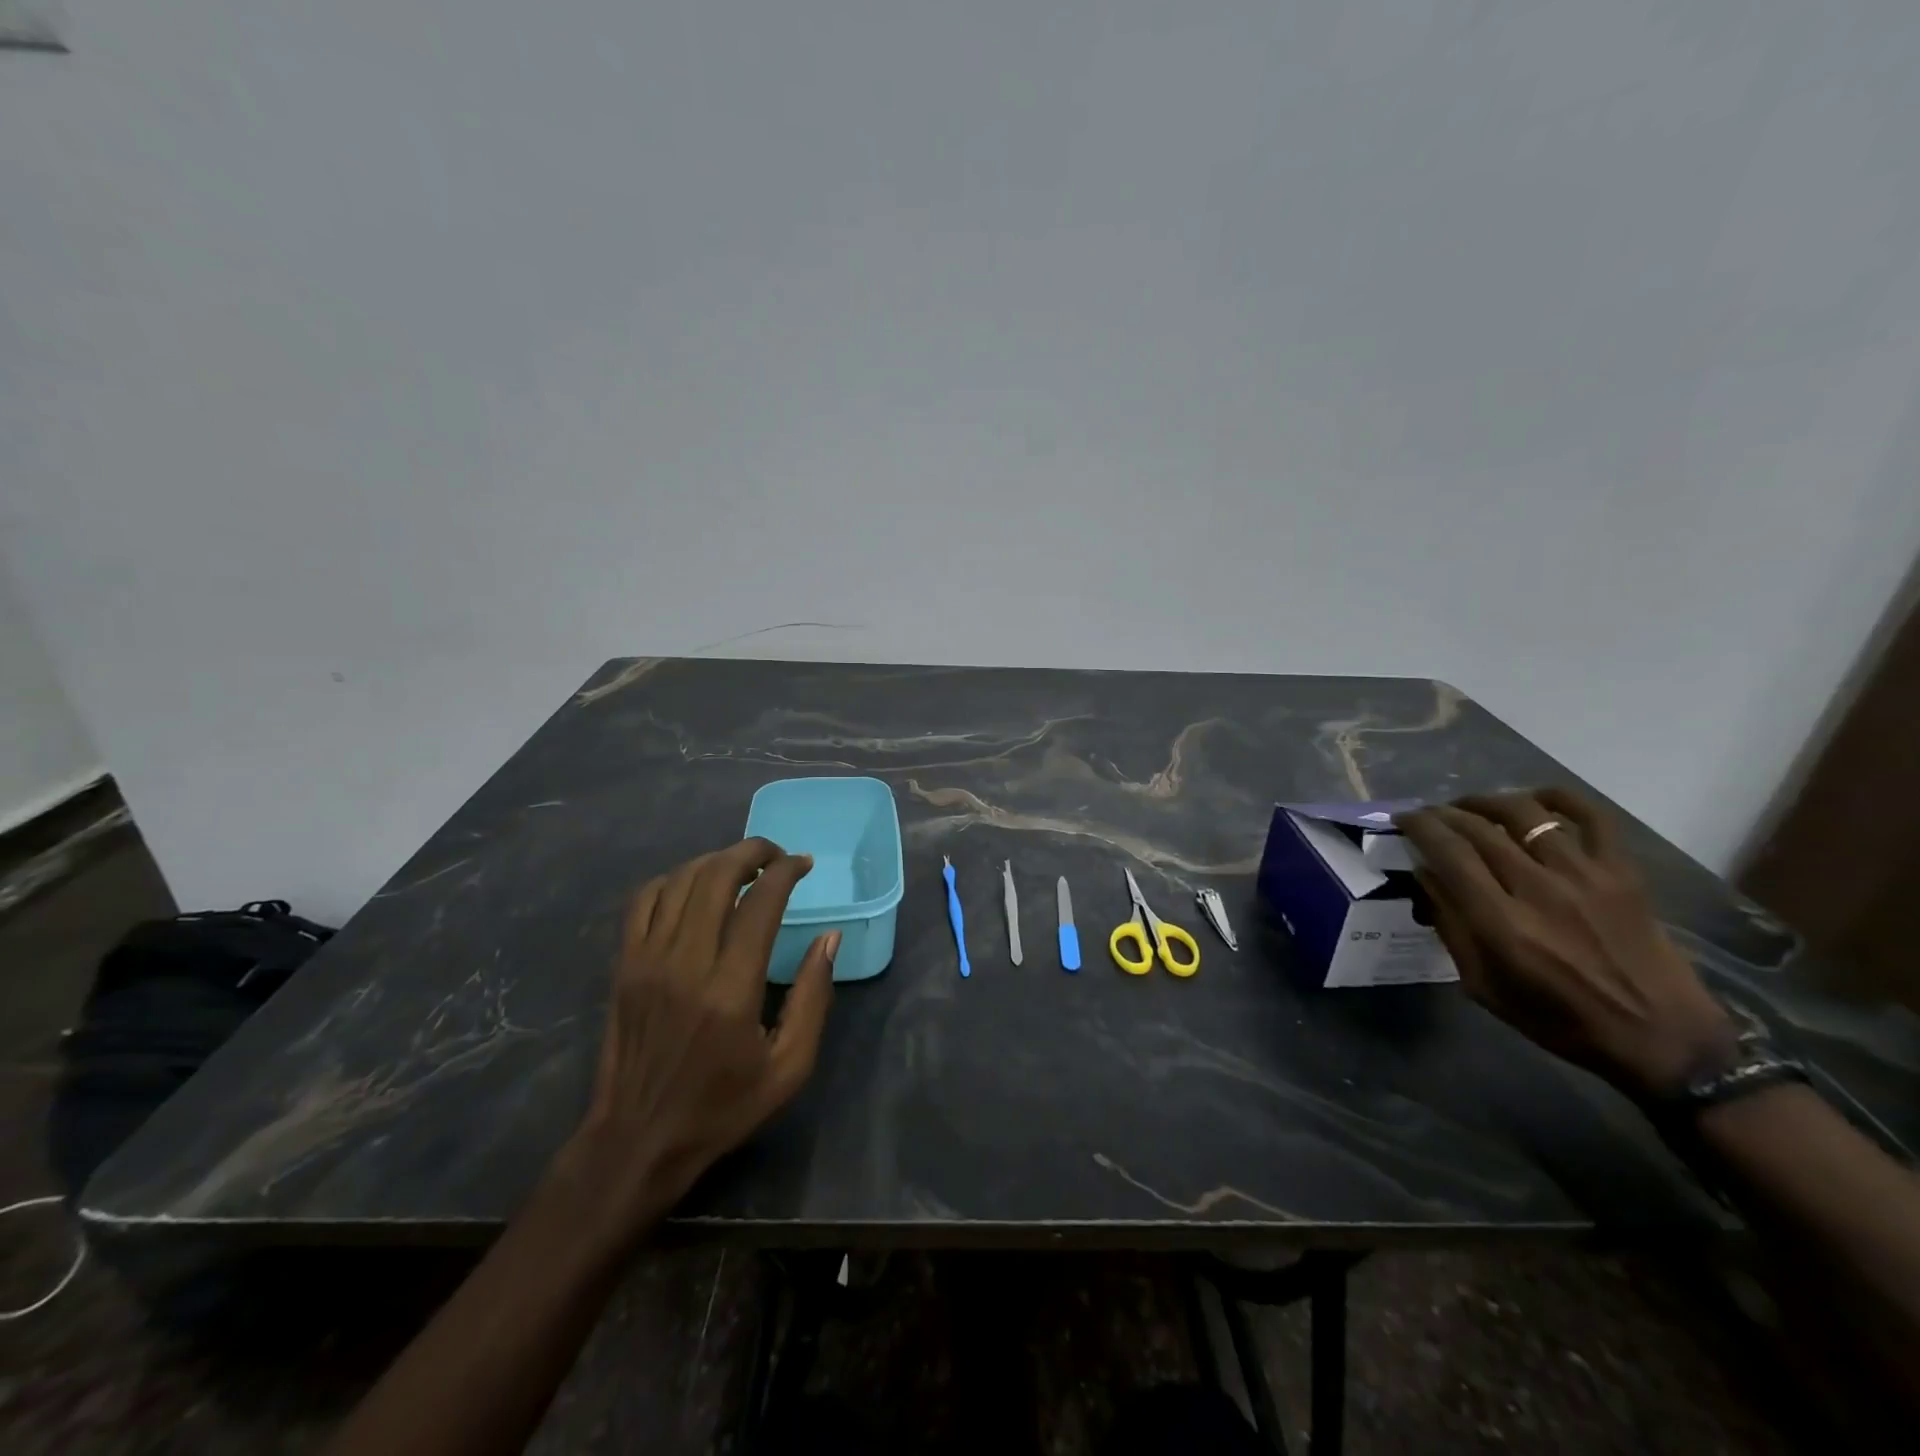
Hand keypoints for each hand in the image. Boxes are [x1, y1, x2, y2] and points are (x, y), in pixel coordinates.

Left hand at [557, 838, 837, 1240]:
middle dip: (752, 852)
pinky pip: (644, 901)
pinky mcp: (624, 966)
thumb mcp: (789, 1067)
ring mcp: (647, 961)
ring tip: (741, 865)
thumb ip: (813, 998)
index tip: (804, 864)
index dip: (786, 871)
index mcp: (731, 990)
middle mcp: (685, 963)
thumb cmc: (722, 1106)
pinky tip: (693, 887)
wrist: (637, 1141)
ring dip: (715, 861)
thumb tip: (829, 939)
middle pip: (716, 876)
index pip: (760, 903)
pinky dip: (672, 880)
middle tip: (776, 855)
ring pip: (680, 881)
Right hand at [1394, 789, 1736, 1100]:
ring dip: (1487, 801)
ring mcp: (1585, 877)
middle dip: (1444, 814)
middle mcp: (1538, 890)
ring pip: (1525, 814)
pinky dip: (1560, 798)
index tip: (1403, 820)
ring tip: (1471, 806)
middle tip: (1428, 815)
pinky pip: (1593, 819)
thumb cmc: (1558, 1019)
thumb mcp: (1483, 984)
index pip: (1448, 852)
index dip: (1419, 826)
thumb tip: (1424, 876)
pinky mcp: (1622, 875)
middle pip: (1479, 828)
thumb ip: (1450, 926)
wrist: (1661, 1039)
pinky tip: (1535, 799)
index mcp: (1501, 923)